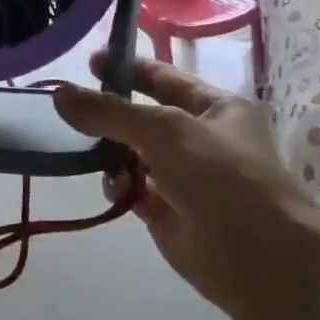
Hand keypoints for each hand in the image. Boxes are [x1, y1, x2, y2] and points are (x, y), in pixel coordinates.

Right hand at [54, 53, 319, 316]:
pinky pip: (131, 188)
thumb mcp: (165, 131)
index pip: (162, 78)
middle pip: (141, 117)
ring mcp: (182, 176)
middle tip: (73, 114)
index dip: (127, 68)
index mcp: (214, 108)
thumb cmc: (222, 178)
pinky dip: (120, 187)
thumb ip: (110, 111)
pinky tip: (118, 192)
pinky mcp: (167, 211)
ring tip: (99, 160)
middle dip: (110, 116)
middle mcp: (198, 138)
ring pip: (130, 154)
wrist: (260, 257)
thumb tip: (59, 93)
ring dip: (111, 155)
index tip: (88, 62)